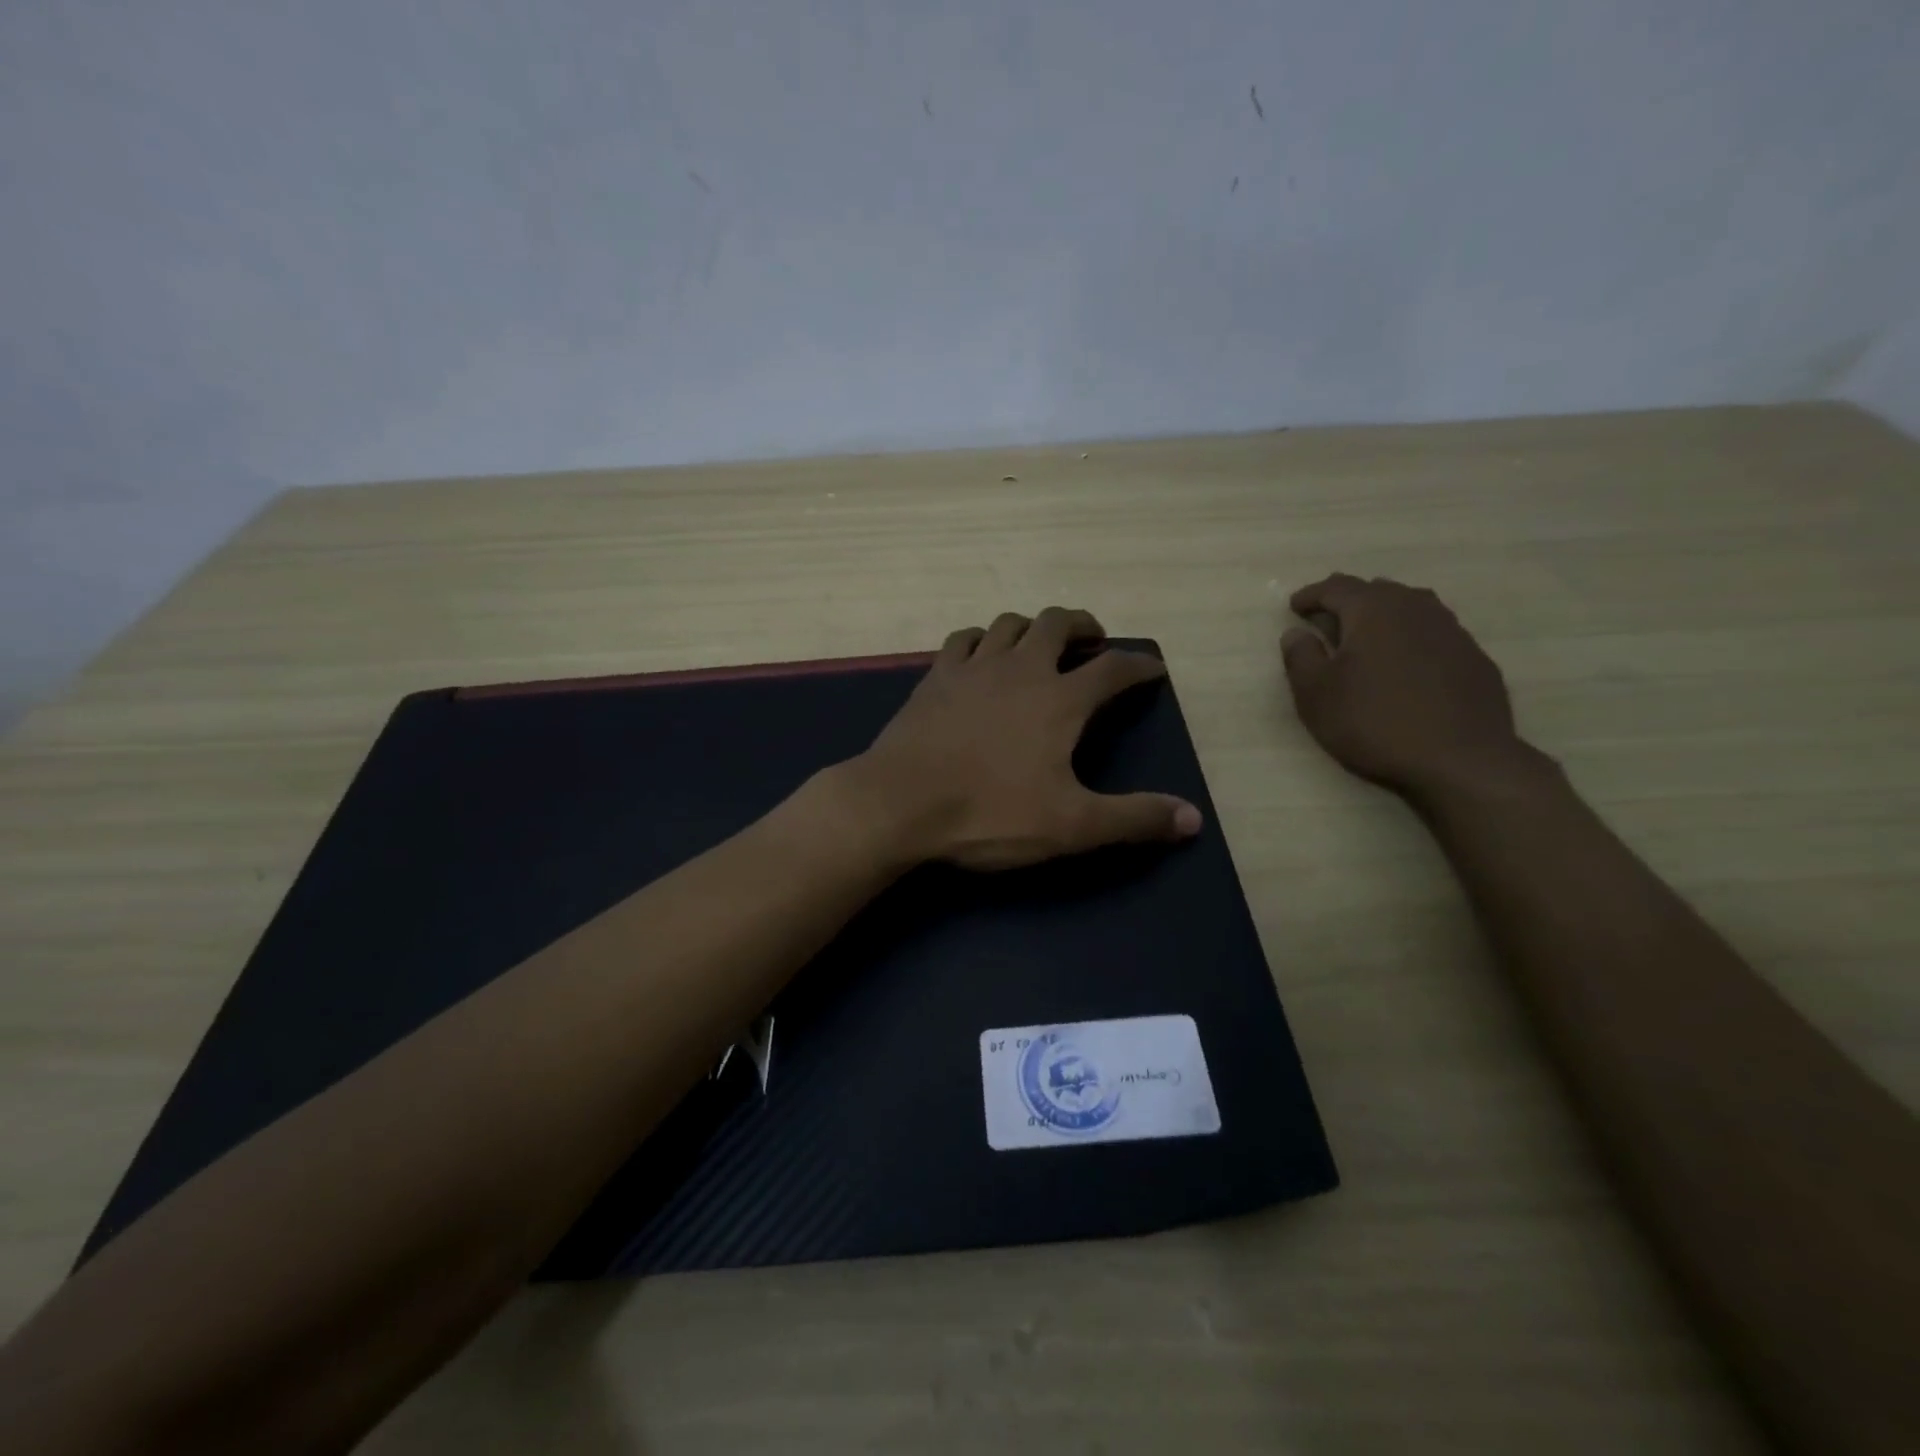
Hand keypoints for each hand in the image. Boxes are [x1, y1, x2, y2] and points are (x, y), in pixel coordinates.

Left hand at [845, 607, 1203, 871]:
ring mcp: (972, 668)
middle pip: (1057, 623)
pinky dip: (981, 639)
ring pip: (1009, 624)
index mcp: (1059, 699)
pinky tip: (981, 655)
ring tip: (1040, 644)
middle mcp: (1020, 669)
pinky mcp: (935, 678)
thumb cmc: (989, 813)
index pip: (1112, 669)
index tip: (1152, 668)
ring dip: (1032, 627)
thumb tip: (1193, 818)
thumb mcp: (1071, 825)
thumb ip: (1133, 818)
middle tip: (1093, 640)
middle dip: (1082, 625)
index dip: (1138, 665)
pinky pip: (963, 639)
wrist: (899, 803)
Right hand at [1281, 574, 1544, 799]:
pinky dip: (1411, 639)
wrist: (1460, 759)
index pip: (1336, 587)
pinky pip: (1433, 633)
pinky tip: (1405, 665)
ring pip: (1410, 607)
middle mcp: (1415, 608)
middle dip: (1348, 601)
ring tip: (1367, 637)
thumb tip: (1296, 633)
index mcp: (1373, 610)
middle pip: (1377, 590)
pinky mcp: (1473, 657)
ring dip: (1383, 616)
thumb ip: (1300, 657)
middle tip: (1328, 620)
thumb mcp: (1316, 694)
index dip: (1311, 595)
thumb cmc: (1374, 722)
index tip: (1294, 607)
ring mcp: (1451, 630)